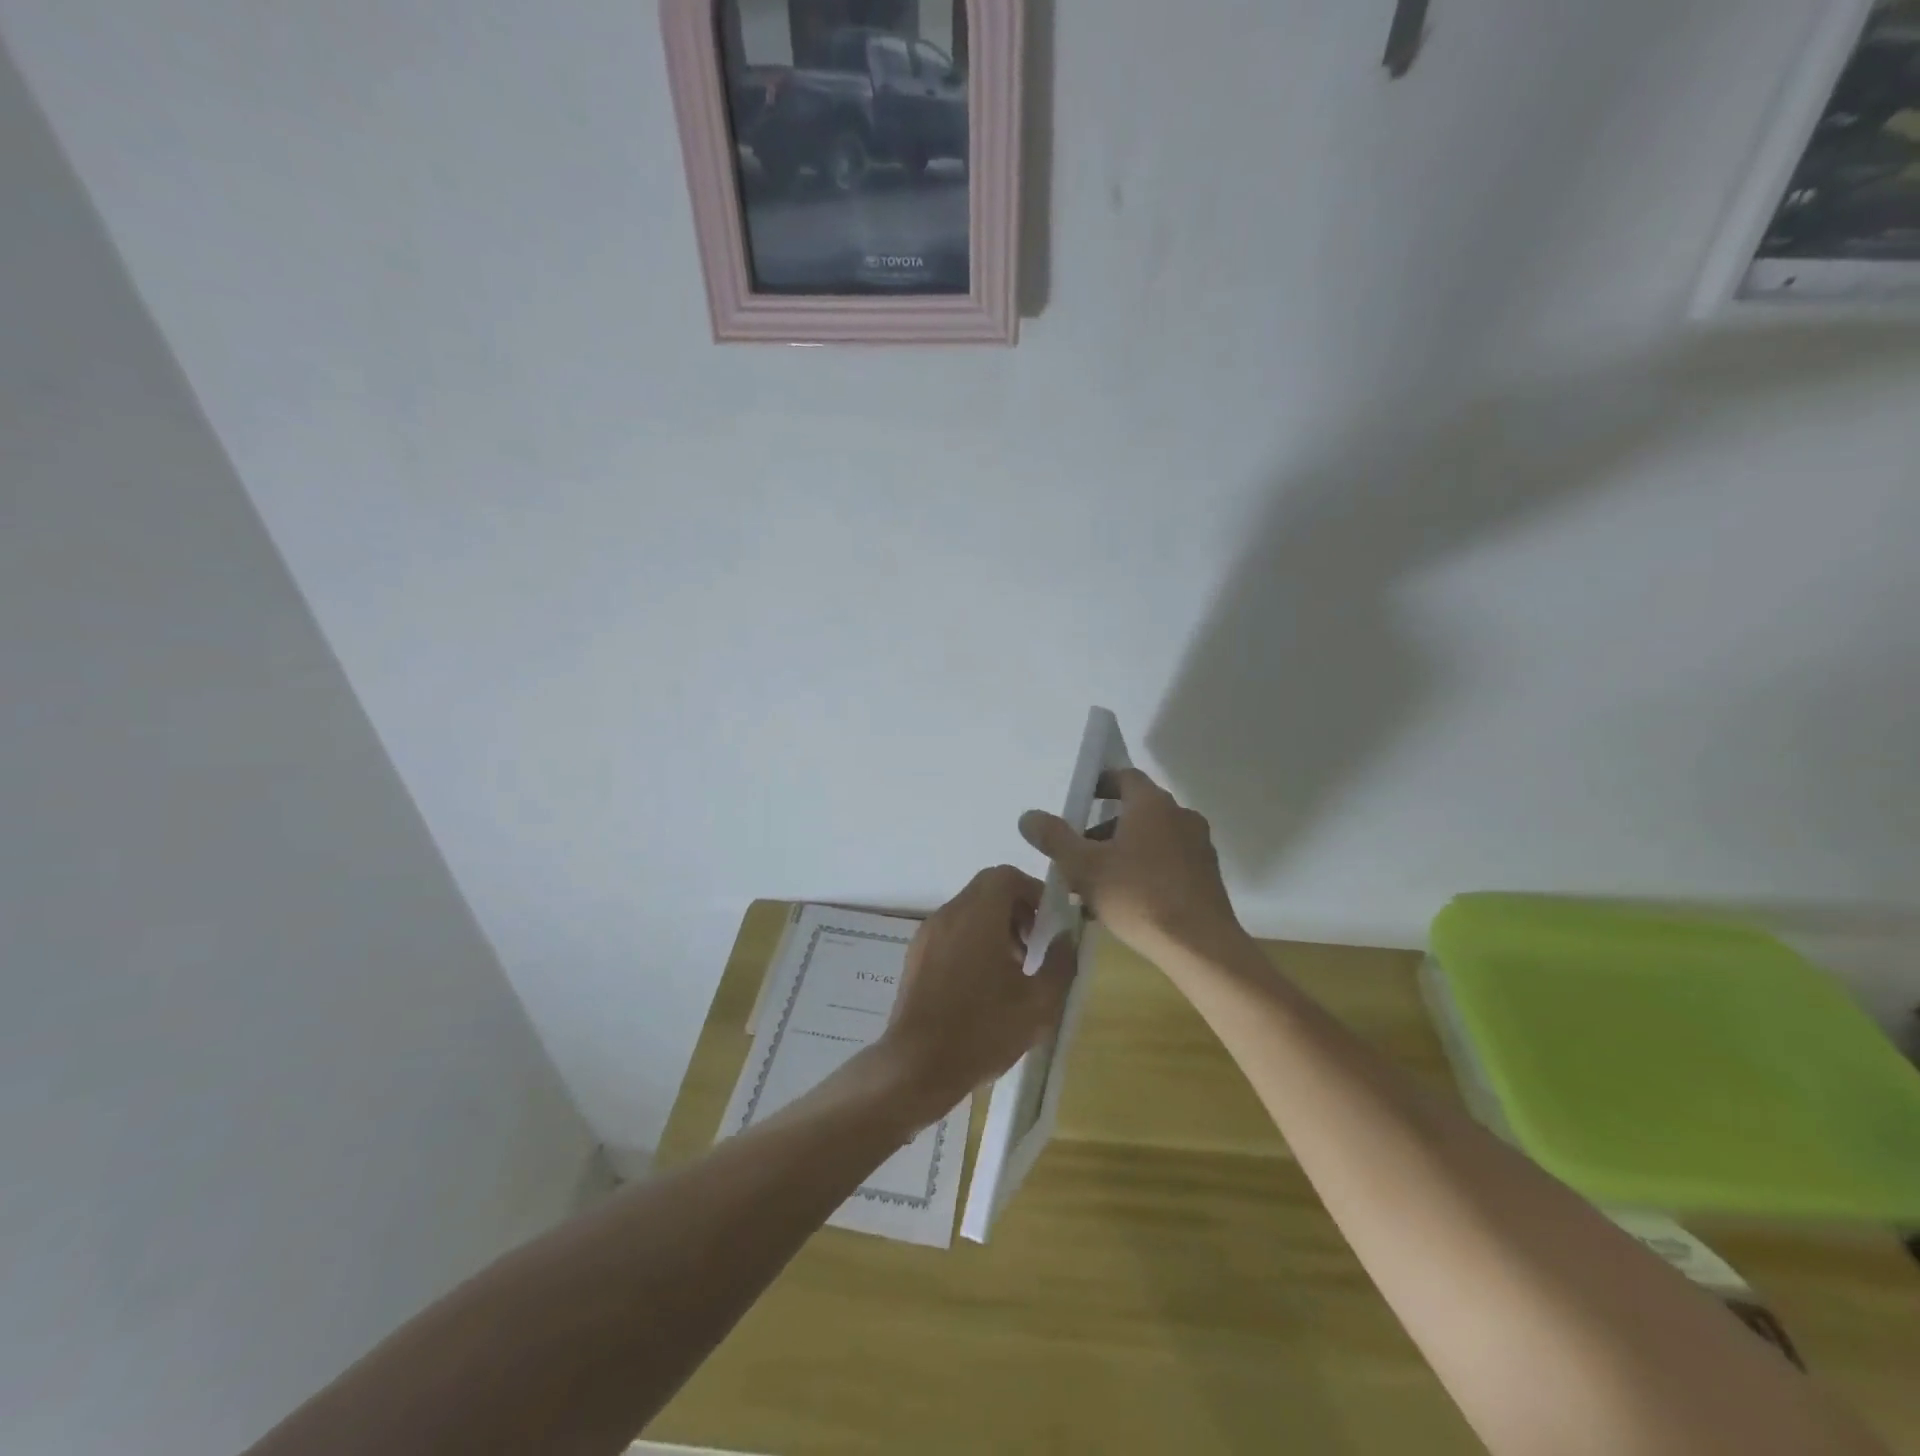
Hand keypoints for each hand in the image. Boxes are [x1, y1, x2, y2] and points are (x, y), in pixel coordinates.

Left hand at [878, 865, 1075, 1121]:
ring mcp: (927, 935)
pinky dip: (972, 941)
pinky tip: (982, 985)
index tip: (1049, 925)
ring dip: (995, 927)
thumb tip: (1065, 939)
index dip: (1033, 892)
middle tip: (1033, 948)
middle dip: (1017, 911)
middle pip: (987, 890)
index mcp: (977, 916)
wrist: (917, 1066)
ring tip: (1012, 971)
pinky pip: (951, 931)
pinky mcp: (915, 956)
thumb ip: (1060, 963)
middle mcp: (948, 915)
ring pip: (968, 911)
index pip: (1005, 876)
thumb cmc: (983, 1031)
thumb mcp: (1039, 1003)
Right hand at [1018, 767, 1240, 965]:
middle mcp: (1180, 815)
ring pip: (1151, 840)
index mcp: (1152, 804)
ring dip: (1122, 853)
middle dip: (1103, 829)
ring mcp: (1198, 846)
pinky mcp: (1207, 876)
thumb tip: (1028, 816)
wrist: (1200, 946)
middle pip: (1136, 811)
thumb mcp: (1083, 867)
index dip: (1099, 785)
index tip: (1078, 802)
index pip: (1124, 777)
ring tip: (1096, 886)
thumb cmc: (1138, 897)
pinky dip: (1144, 871)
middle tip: (1078, 854)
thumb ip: (1054, 838)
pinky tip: (1125, 902)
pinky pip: (1168, 862)